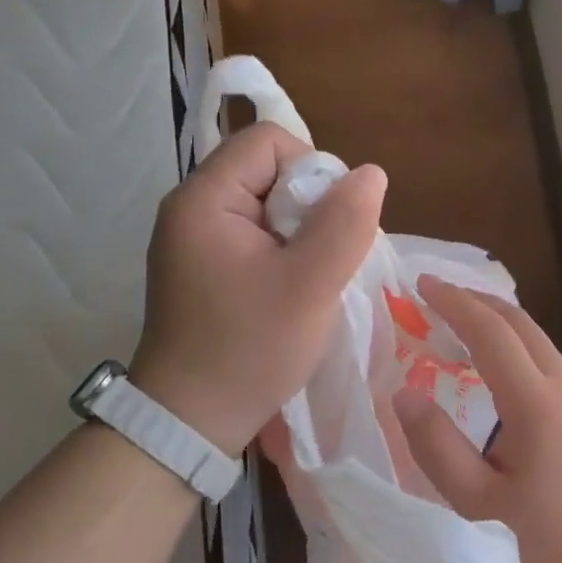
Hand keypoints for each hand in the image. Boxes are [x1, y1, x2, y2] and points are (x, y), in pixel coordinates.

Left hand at [131, 123, 386, 455]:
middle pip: (267, 170)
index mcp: (204, 199)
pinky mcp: (200, 268)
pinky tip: (290, 291)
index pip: (269, 141)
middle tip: (321, 261)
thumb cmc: (249, 350)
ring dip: (300, 234)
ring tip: (309, 280)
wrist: (190, 421)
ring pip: (265, 206)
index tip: (329, 226)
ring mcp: (192, 240)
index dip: (313, 170)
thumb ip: (344, 224)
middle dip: (309, 207)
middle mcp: (191, 208)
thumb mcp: (309, 287)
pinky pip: (253, 236)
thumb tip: (371, 174)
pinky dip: (282, 254)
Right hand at [392, 275, 561, 562]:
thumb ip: (438, 448)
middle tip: (436, 293)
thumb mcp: (480, 505)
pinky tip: (497, 366)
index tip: (421, 283)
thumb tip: (404, 394)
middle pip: (519, 322)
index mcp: (535, 402)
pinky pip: (546, 360)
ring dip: (497, 320)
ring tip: (459, 321)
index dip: (453, 302)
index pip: (489, 332)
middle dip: (475, 299)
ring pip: (537, 338)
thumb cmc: (554, 539)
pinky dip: (514, 344)